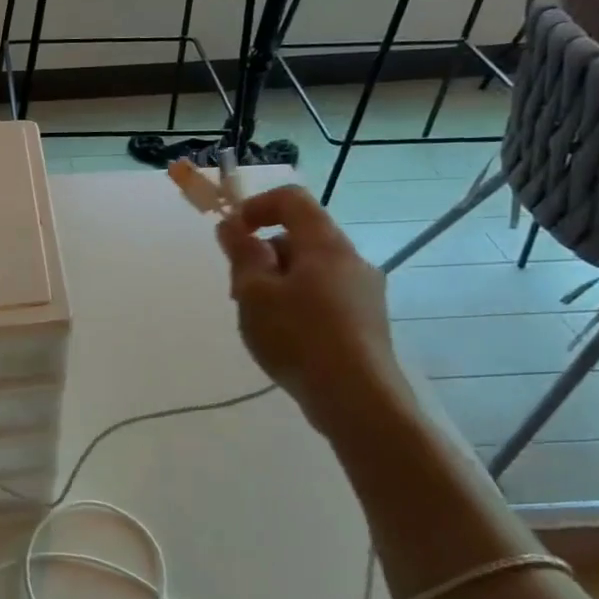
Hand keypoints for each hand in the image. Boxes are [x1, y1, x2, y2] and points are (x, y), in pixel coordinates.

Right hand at [215, 184, 407, 430]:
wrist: (357, 399)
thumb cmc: (299, 337)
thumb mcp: (254, 293)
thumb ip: (241, 254)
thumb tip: (232, 225)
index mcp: (325, 245)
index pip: (291, 199)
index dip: (255, 207)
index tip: (231, 235)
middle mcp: (351, 260)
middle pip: (300, 237)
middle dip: (263, 254)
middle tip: (239, 291)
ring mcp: (364, 292)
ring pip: (311, 270)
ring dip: (278, 283)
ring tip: (260, 321)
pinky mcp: (367, 322)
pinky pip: (324, 296)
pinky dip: (298, 304)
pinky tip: (287, 339)